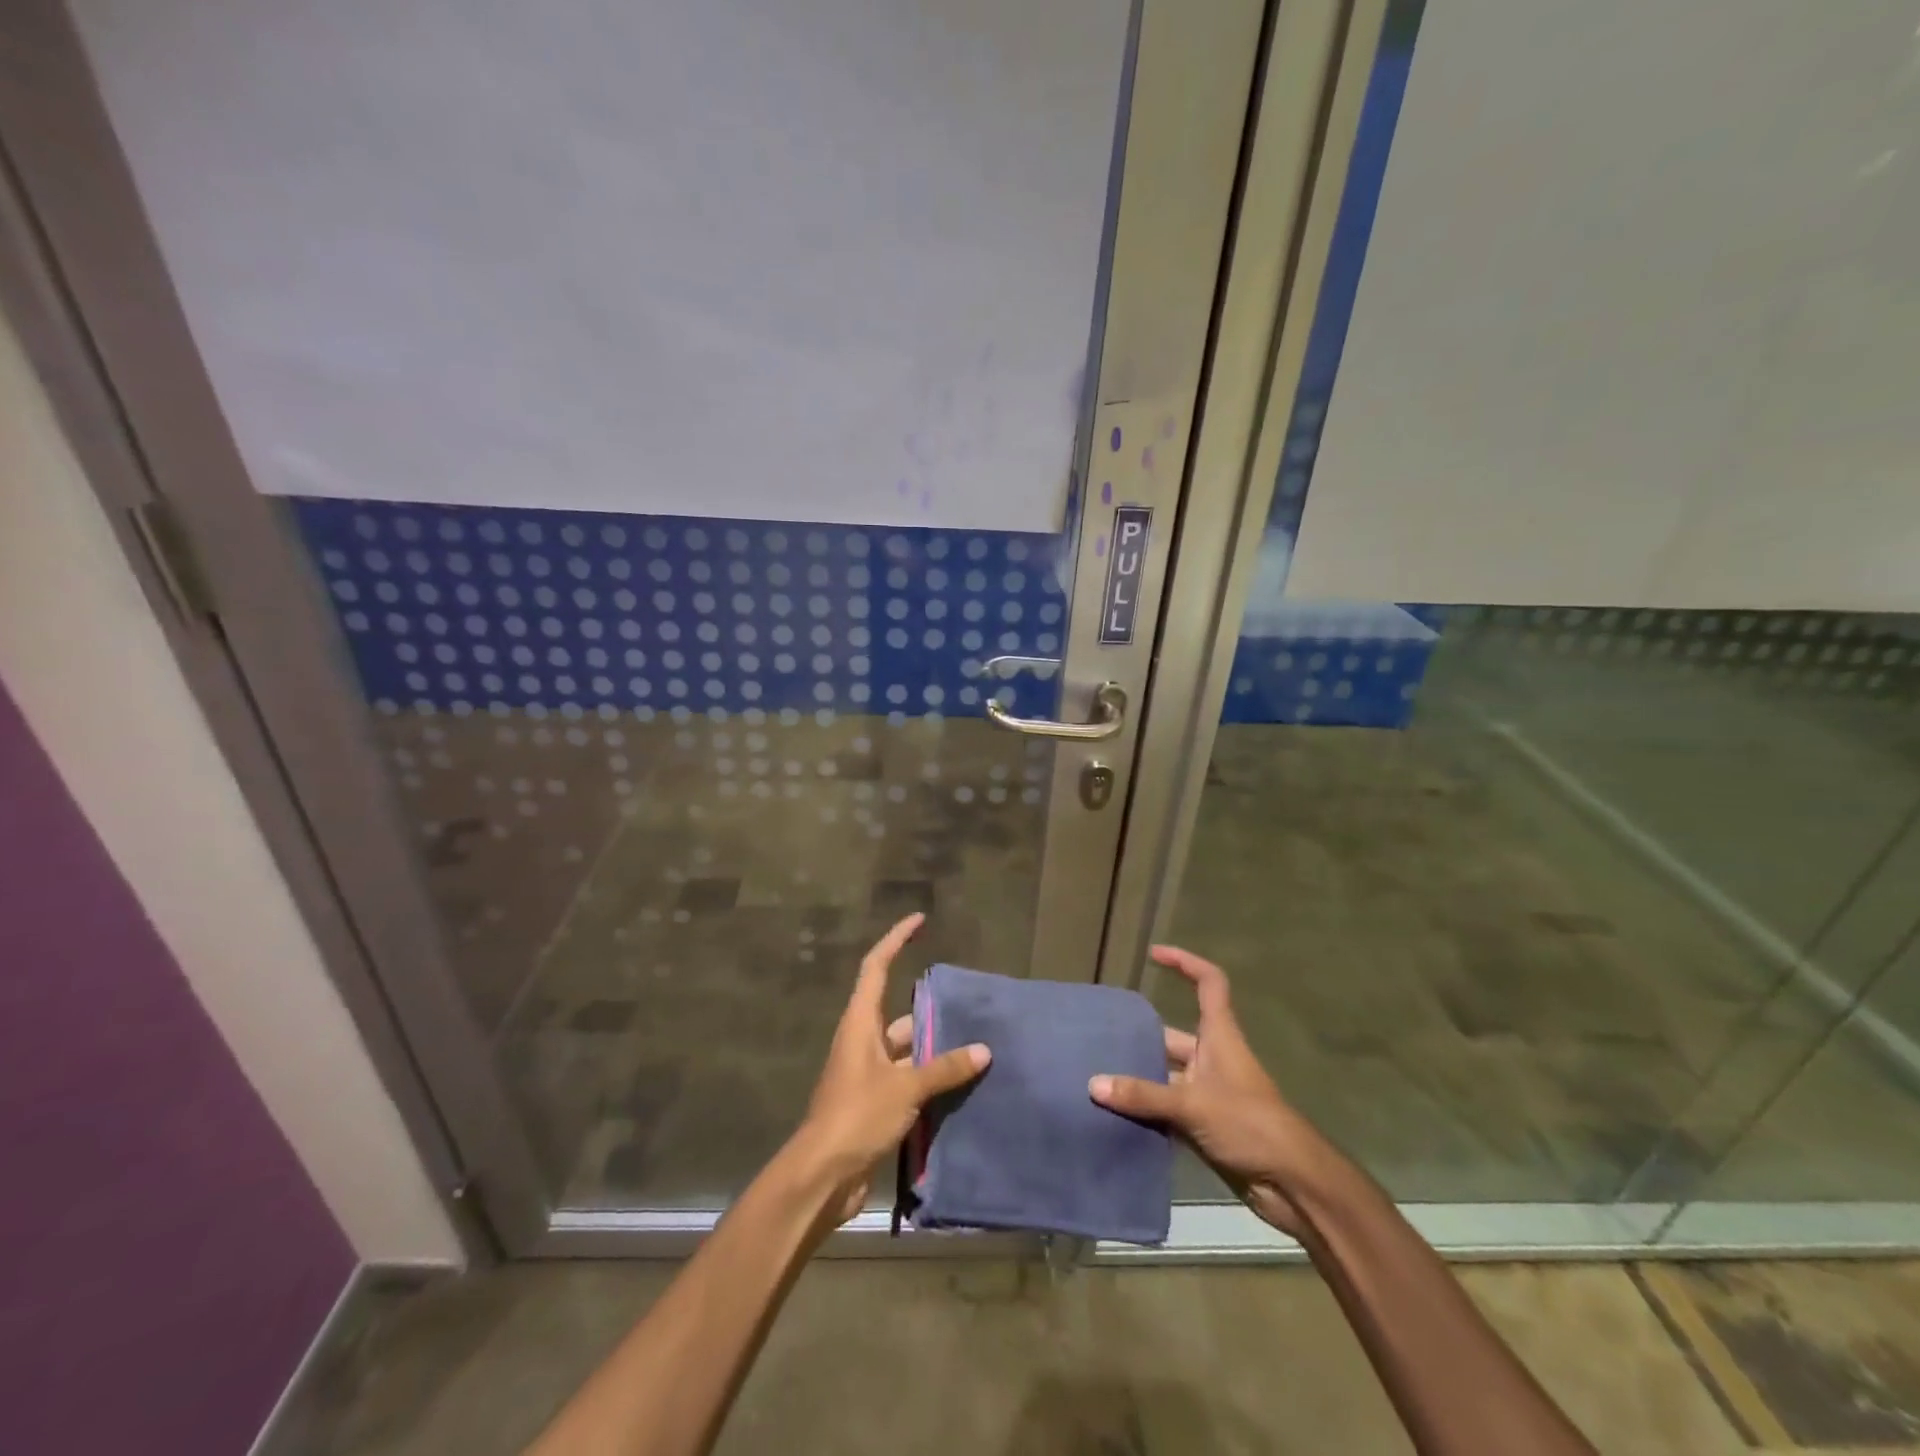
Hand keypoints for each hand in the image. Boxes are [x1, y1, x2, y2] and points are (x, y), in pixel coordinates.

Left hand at [789, 913, 990, 1224]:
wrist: (822, 1176)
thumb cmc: (857, 1116)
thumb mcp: (905, 1087)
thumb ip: (944, 1068)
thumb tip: (983, 1051)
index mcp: (860, 1023)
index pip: (877, 967)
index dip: (897, 939)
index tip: (919, 921)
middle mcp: (863, 1041)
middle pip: (898, 1011)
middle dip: (931, 1008)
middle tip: (969, 1003)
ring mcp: (868, 1074)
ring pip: (907, 1049)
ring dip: (935, 1049)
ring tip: (976, 1045)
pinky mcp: (875, 1103)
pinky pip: (909, 1079)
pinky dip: (931, 1079)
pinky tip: (961, 1084)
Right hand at [1089, 946, 1317, 1235]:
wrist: (1292, 1184)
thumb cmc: (1250, 1124)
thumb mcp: (1193, 1104)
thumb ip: (1143, 1095)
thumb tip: (1093, 1084)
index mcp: (1220, 1036)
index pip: (1208, 983)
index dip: (1184, 963)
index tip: (1153, 954)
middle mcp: (1213, 1057)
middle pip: (1172, 1035)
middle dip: (1140, 1037)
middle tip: (1099, 1037)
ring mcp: (1209, 1093)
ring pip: (1166, 1075)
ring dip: (1138, 1078)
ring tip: (1096, 1077)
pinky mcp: (1205, 1125)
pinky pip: (1166, 1108)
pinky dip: (1144, 1110)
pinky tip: (1113, 1115)